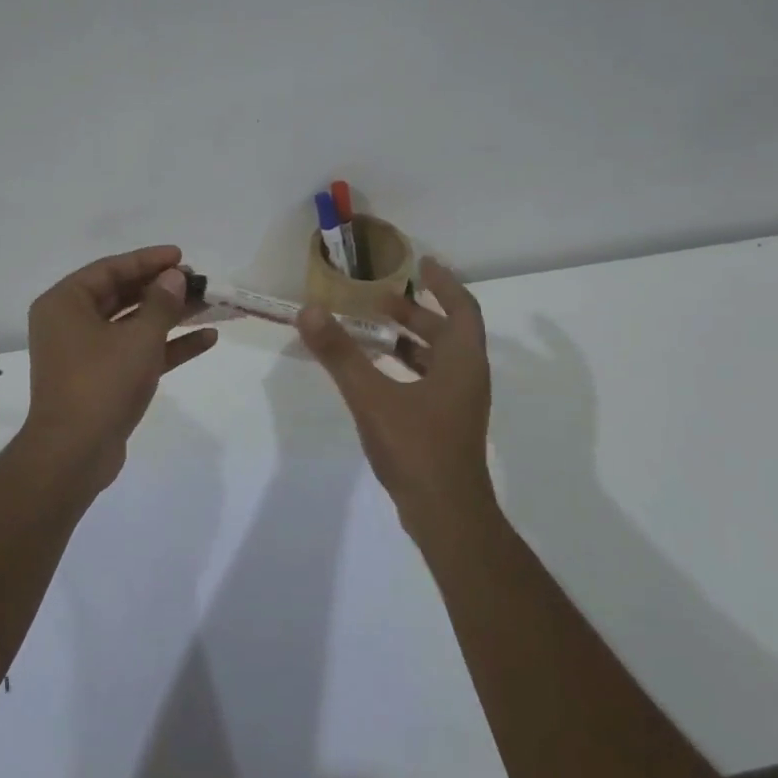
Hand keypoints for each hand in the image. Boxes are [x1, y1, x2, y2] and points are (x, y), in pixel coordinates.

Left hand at [20, 245, 217, 488]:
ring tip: (209, 304)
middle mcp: (71, 323)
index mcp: (65, 303)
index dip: (148, 260)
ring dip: (170, 316)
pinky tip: (206, 339)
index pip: (110, 269)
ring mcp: (86, 353)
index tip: (181, 256)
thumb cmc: (101, 382)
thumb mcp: (138, 338)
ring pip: (133, 324)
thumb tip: (175, 277)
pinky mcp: (103, 379)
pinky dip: (167, 346)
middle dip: (163, 288)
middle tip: (197, 281)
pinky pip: (137, 352)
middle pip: (123, 295)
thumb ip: (161, 303)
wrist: (74, 453)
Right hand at [296, 257, 494, 527]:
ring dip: (411, 340)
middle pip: (448, 331)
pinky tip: (378, 375)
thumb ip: (340, 354)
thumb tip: (309, 311)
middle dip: (416, 311)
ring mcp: (460, 404)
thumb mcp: (372, 397)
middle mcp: (468, 377)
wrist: (446, 514)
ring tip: (374, 330)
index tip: (421, 263)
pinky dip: (408, 367)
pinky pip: (432, 380)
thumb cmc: (416, 448)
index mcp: (462, 361)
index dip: (444, 282)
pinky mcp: (447, 425)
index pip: (462, 307)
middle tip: (379, 299)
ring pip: (439, 358)